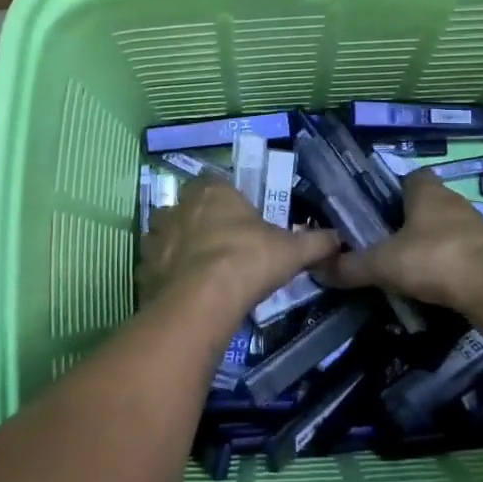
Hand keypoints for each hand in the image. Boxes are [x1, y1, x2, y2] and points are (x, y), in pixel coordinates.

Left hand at [140, 178, 339, 317]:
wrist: (203, 299)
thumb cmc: (249, 260)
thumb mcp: (291, 250)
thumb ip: (315, 242)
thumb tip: (339, 238)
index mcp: (212, 191)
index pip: (214, 181)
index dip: (224, 198)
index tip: (237, 217)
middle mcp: (178, 207)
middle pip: (186, 207)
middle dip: (198, 221)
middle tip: (220, 244)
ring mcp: (156, 238)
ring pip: (165, 235)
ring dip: (177, 246)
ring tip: (198, 270)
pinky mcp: (143, 269)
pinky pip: (154, 267)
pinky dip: (166, 276)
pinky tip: (182, 292)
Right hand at [319, 169, 482, 311]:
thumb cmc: (434, 258)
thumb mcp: (382, 263)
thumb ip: (350, 266)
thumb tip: (317, 270)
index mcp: (426, 191)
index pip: (411, 178)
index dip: (396, 191)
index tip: (379, 211)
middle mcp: (454, 202)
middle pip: (429, 204)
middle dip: (411, 221)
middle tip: (387, 243)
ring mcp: (477, 228)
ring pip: (448, 229)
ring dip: (432, 244)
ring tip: (409, 268)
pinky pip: (463, 254)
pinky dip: (450, 266)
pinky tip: (435, 285)